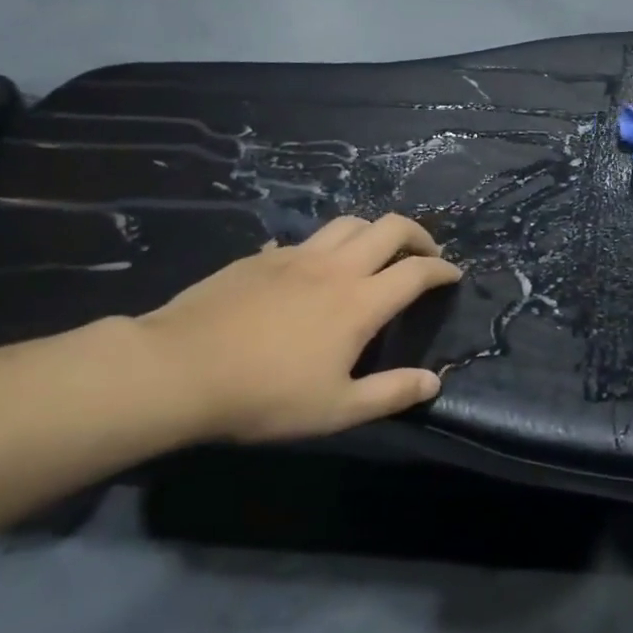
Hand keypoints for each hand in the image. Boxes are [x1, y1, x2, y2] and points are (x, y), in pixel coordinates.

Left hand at [133, 214, 462, 442]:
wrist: (178, 369)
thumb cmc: (265, 396)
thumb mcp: (336, 410)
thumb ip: (391, 394)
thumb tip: (434, 382)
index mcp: (360, 302)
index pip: (416, 271)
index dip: (442, 269)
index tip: (453, 274)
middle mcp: (335, 267)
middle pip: (389, 227)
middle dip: (417, 235)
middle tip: (425, 253)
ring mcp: (295, 257)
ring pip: (348, 222)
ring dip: (373, 231)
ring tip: (376, 252)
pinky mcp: (261, 258)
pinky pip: (305, 239)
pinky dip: (325, 246)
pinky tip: (312, 270)